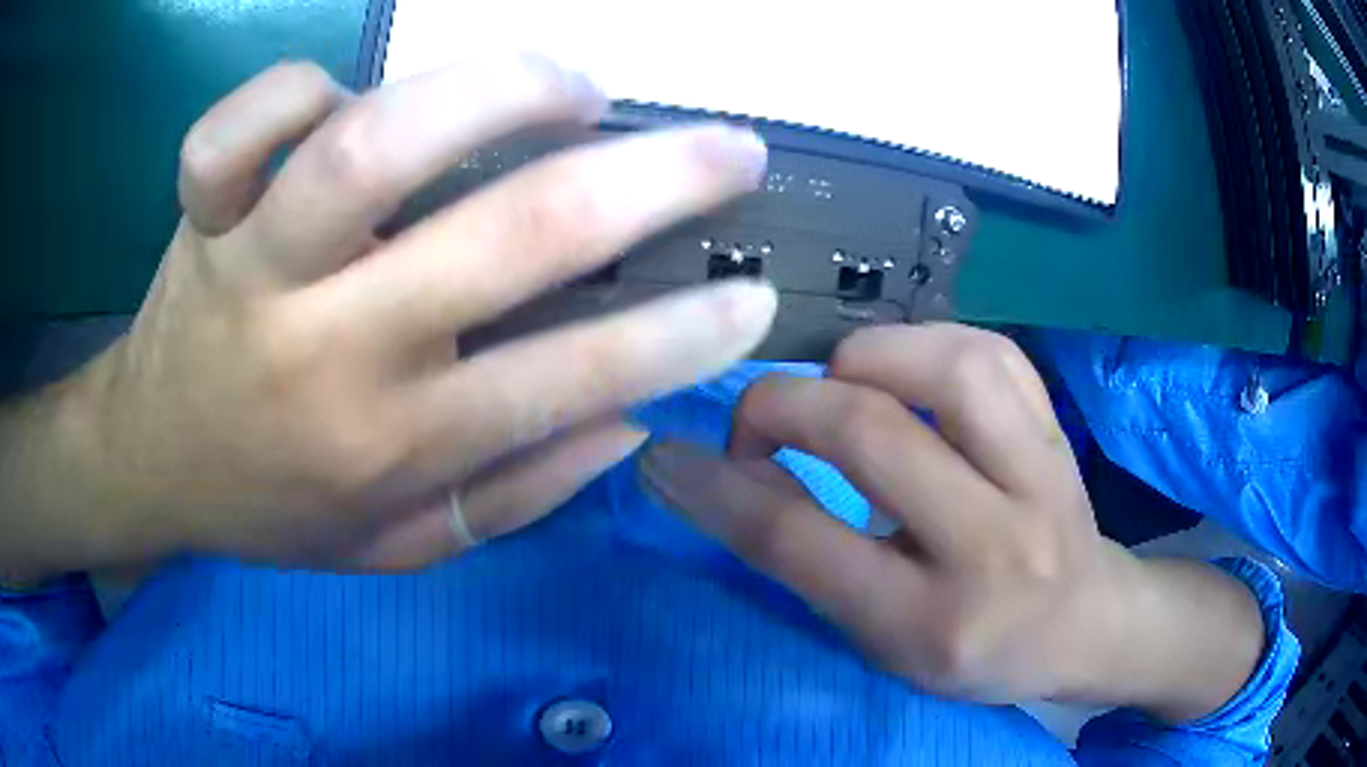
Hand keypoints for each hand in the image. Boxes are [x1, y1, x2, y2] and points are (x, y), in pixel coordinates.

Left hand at [0, 56, 775, 577]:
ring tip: (571, 88)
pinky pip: (240, 127)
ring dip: (498, 92)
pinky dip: (295, 89)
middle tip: (726, 148)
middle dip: (651, 182)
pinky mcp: (202, 215)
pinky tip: (342, 97)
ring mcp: (256, 265)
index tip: (753, 294)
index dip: (683, 336)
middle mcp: (329, 348)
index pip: (569, 381)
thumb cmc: (269, 510)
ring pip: (374, 143)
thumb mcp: (393, 550)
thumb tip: (626, 425)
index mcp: (388, 444)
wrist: (150, 467)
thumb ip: (509, 499)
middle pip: (504, 235)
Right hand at [641, 324, 1264, 720]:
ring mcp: (1042, 473)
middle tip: (759, 421)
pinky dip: (927, 345)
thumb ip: (811, 563)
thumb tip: (724, 482)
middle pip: (869, 432)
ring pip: (945, 365)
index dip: (720, 489)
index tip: (670, 455)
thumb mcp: (885, 642)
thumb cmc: (979, 654)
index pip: (804, 542)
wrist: (1086, 622)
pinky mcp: (1057, 427)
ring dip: (864, 361)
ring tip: (841, 389)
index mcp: (935, 623)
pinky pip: (988, 349)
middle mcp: (996, 543)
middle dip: (782, 407)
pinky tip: (906, 373)